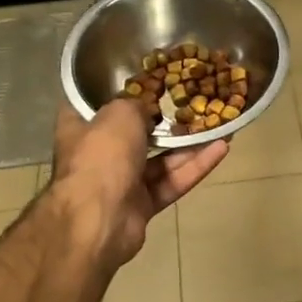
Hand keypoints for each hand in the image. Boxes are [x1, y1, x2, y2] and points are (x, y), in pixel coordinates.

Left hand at [49, 100, 226, 270]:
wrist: (98, 218)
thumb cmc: (102, 155)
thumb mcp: (120, 113)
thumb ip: (137, 105)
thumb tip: (147, 109)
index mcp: (80, 130)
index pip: (97, 107)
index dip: (120, 94)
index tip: (146, 83)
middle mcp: (99, 155)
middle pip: (134, 135)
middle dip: (163, 123)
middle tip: (191, 105)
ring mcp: (121, 183)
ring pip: (160, 161)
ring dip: (188, 145)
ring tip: (218, 125)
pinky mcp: (142, 205)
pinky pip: (171, 182)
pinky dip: (194, 167)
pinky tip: (221, 149)